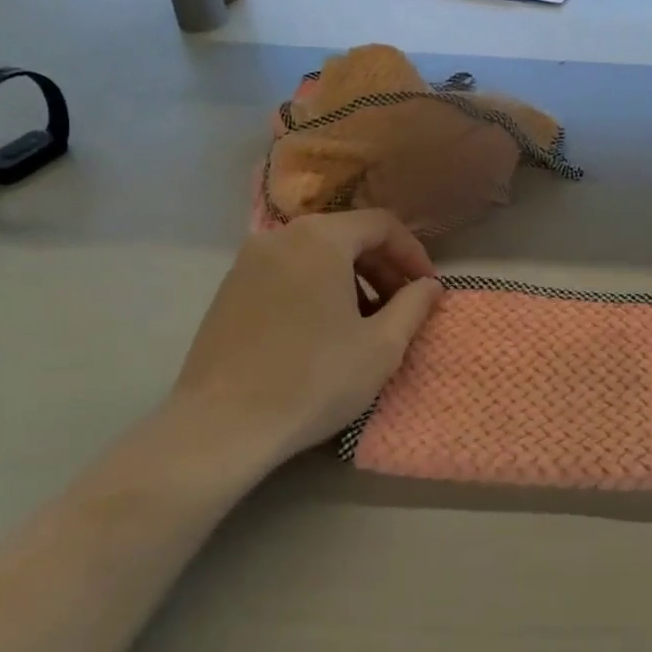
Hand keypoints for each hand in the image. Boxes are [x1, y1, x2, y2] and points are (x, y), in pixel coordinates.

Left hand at [162, 212, 443, 478]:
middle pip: (347, 235)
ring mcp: (248, 262)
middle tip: (402, 306)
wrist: (221, 426)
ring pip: (316, 255)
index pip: (382, 225)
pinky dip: (316, 289)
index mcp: (321, 239)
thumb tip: (429, 286)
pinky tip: (324, 331)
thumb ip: (414, 305)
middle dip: (383, 267)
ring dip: (351, 279)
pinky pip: (287, 274)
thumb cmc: (314, 379)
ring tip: (366, 322)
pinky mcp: (228, 291)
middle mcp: (281, 237)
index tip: (428, 289)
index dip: (413, 254)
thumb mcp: (383, 346)